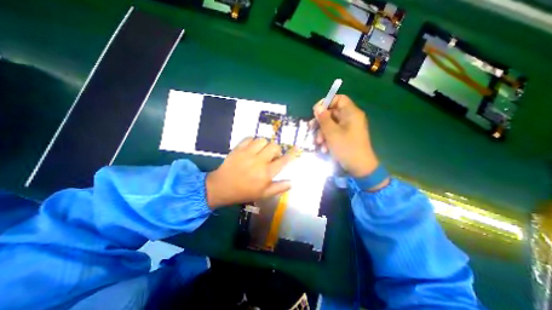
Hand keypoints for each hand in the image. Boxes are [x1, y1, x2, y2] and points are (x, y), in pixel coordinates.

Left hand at [205, 139, 297, 208]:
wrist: (222, 187)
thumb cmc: (244, 192)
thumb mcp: (263, 194)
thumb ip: (279, 188)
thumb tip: (292, 182)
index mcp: (266, 173)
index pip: (283, 160)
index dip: (291, 153)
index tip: (296, 148)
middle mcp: (259, 161)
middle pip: (274, 146)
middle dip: (276, 149)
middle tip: (272, 155)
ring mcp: (248, 153)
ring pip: (262, 140)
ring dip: (265, 144)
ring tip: (261, 151)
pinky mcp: (238, 148)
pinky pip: (250, 138)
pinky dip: (253, 141)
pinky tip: (251, 148)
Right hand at [312, 95, 384, 186]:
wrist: (359, 167)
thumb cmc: (346, 147)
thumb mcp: (331, 132)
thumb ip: (323, 118)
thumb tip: (317, 106)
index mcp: (351, 113)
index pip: (339, 99)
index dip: (326, 102)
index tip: (315, 111)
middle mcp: (351, 118)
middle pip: (332, 113)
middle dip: (321, 122)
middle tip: (311, 128)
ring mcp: (349, 128)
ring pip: (331, 124)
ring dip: (323, 133)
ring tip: (319, 143)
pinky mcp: (346, 136)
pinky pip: (335, 132)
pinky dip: (328, 139)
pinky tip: (324, 148)